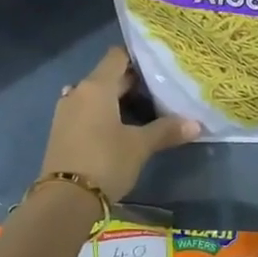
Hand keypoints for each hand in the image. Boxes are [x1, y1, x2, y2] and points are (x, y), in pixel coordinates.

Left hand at [38, 47, 198, 202]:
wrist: (64, 200)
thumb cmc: (105, 162)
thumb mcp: (139, 146)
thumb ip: (166, 130)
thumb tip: (196, 124)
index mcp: (96, 86)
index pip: (117, 56)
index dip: (137, 57)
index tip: (158, 66)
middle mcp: (78, 91)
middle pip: (107, 76)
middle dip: (132, 82)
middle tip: (160, 90)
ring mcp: (66, 111)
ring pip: (96, 95)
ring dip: (116, 100)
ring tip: (143, 110)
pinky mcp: (61, 130)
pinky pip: (86, 111)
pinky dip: (102, 113)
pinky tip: (119, 128)